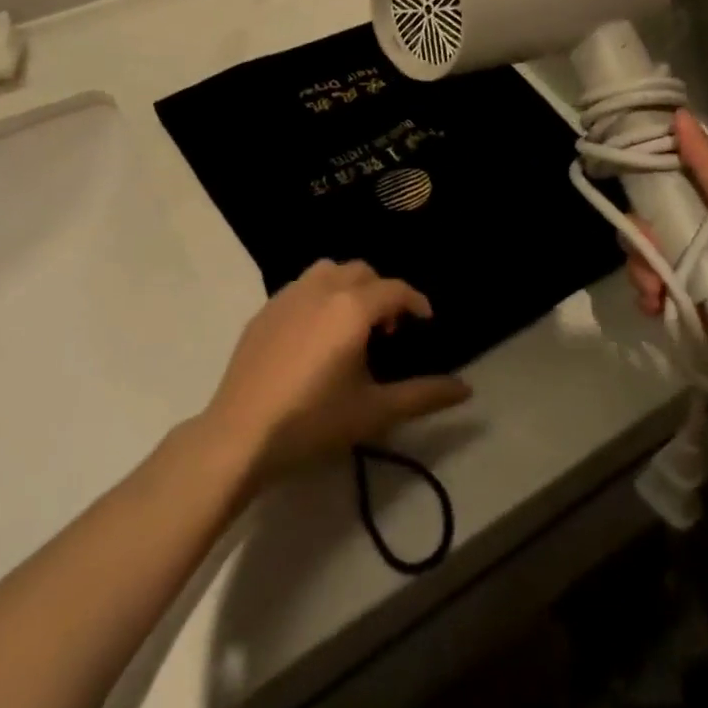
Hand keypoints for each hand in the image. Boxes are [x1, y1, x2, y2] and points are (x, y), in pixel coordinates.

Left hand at [203, 260, 471, 478]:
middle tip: (388, 330)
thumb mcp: (375, 411)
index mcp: (352, 307)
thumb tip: (467, 390)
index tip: (426, 321)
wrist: (240, 436)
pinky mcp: (264, 310)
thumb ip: (425, 395)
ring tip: (351, 325)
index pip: (396, 289)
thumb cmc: (314, 422)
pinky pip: (302, 287)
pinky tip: (315, 335)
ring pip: (329, 271)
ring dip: (349, 287)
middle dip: (382, 292)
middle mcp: (322, 288)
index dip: (416, 302)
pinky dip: (320, 296)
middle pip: (363, 272)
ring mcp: (289, 295)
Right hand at [625, 110, 707, 384]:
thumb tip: (678, 113)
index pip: (664, 182)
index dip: (643, 179)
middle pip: (646, 223)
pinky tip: (658, 307)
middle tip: (651, 251)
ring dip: (642, 272)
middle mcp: (696, 234)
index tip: (622, 175)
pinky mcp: (684, 306)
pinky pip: (648, 294)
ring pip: (642, 258)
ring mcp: (688, 272)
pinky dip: (647, 299)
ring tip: (658, 291)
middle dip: (639, 238)